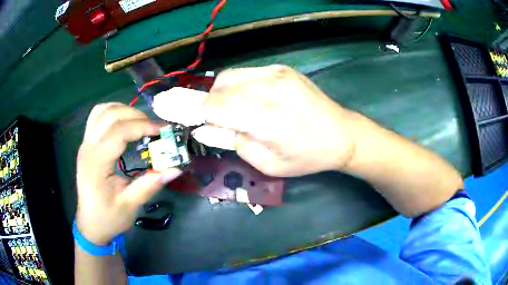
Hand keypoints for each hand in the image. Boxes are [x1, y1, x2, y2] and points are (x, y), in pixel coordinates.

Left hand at [76, 103, 180, 244]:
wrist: (90, 224)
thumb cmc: (108, 218)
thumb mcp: (130, 206)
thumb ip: (150, 185)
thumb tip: (175, 168)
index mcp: (96, 164)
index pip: (118, 132)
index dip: (142, 126)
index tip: (162, 131)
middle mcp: (88, 148)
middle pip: (110, 115)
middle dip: (136, 115)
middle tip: (154, 129)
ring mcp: (85, 143)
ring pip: (102, 110)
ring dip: (123, 110)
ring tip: (140, 123)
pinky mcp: (86, 144)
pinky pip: (97, 117)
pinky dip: (113, 113)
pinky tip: (123, 123)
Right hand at [204, 65, 357, 176]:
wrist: (341, 134)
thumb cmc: (306, 156)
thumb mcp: (267, 164)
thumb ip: (233, 143)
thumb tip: (205, 128)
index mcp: (265, 118)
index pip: (213, 106)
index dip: (199, 114)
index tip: (200, 123)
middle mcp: (269, 88)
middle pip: (218, 87)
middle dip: (211, 104)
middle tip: (221, 120)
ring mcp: (276, 73)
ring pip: (229, 76)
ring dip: (223, 93)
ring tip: (237, 109)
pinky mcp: (281, 68)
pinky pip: (246, 72)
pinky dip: (239, 85)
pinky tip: (252, 98)